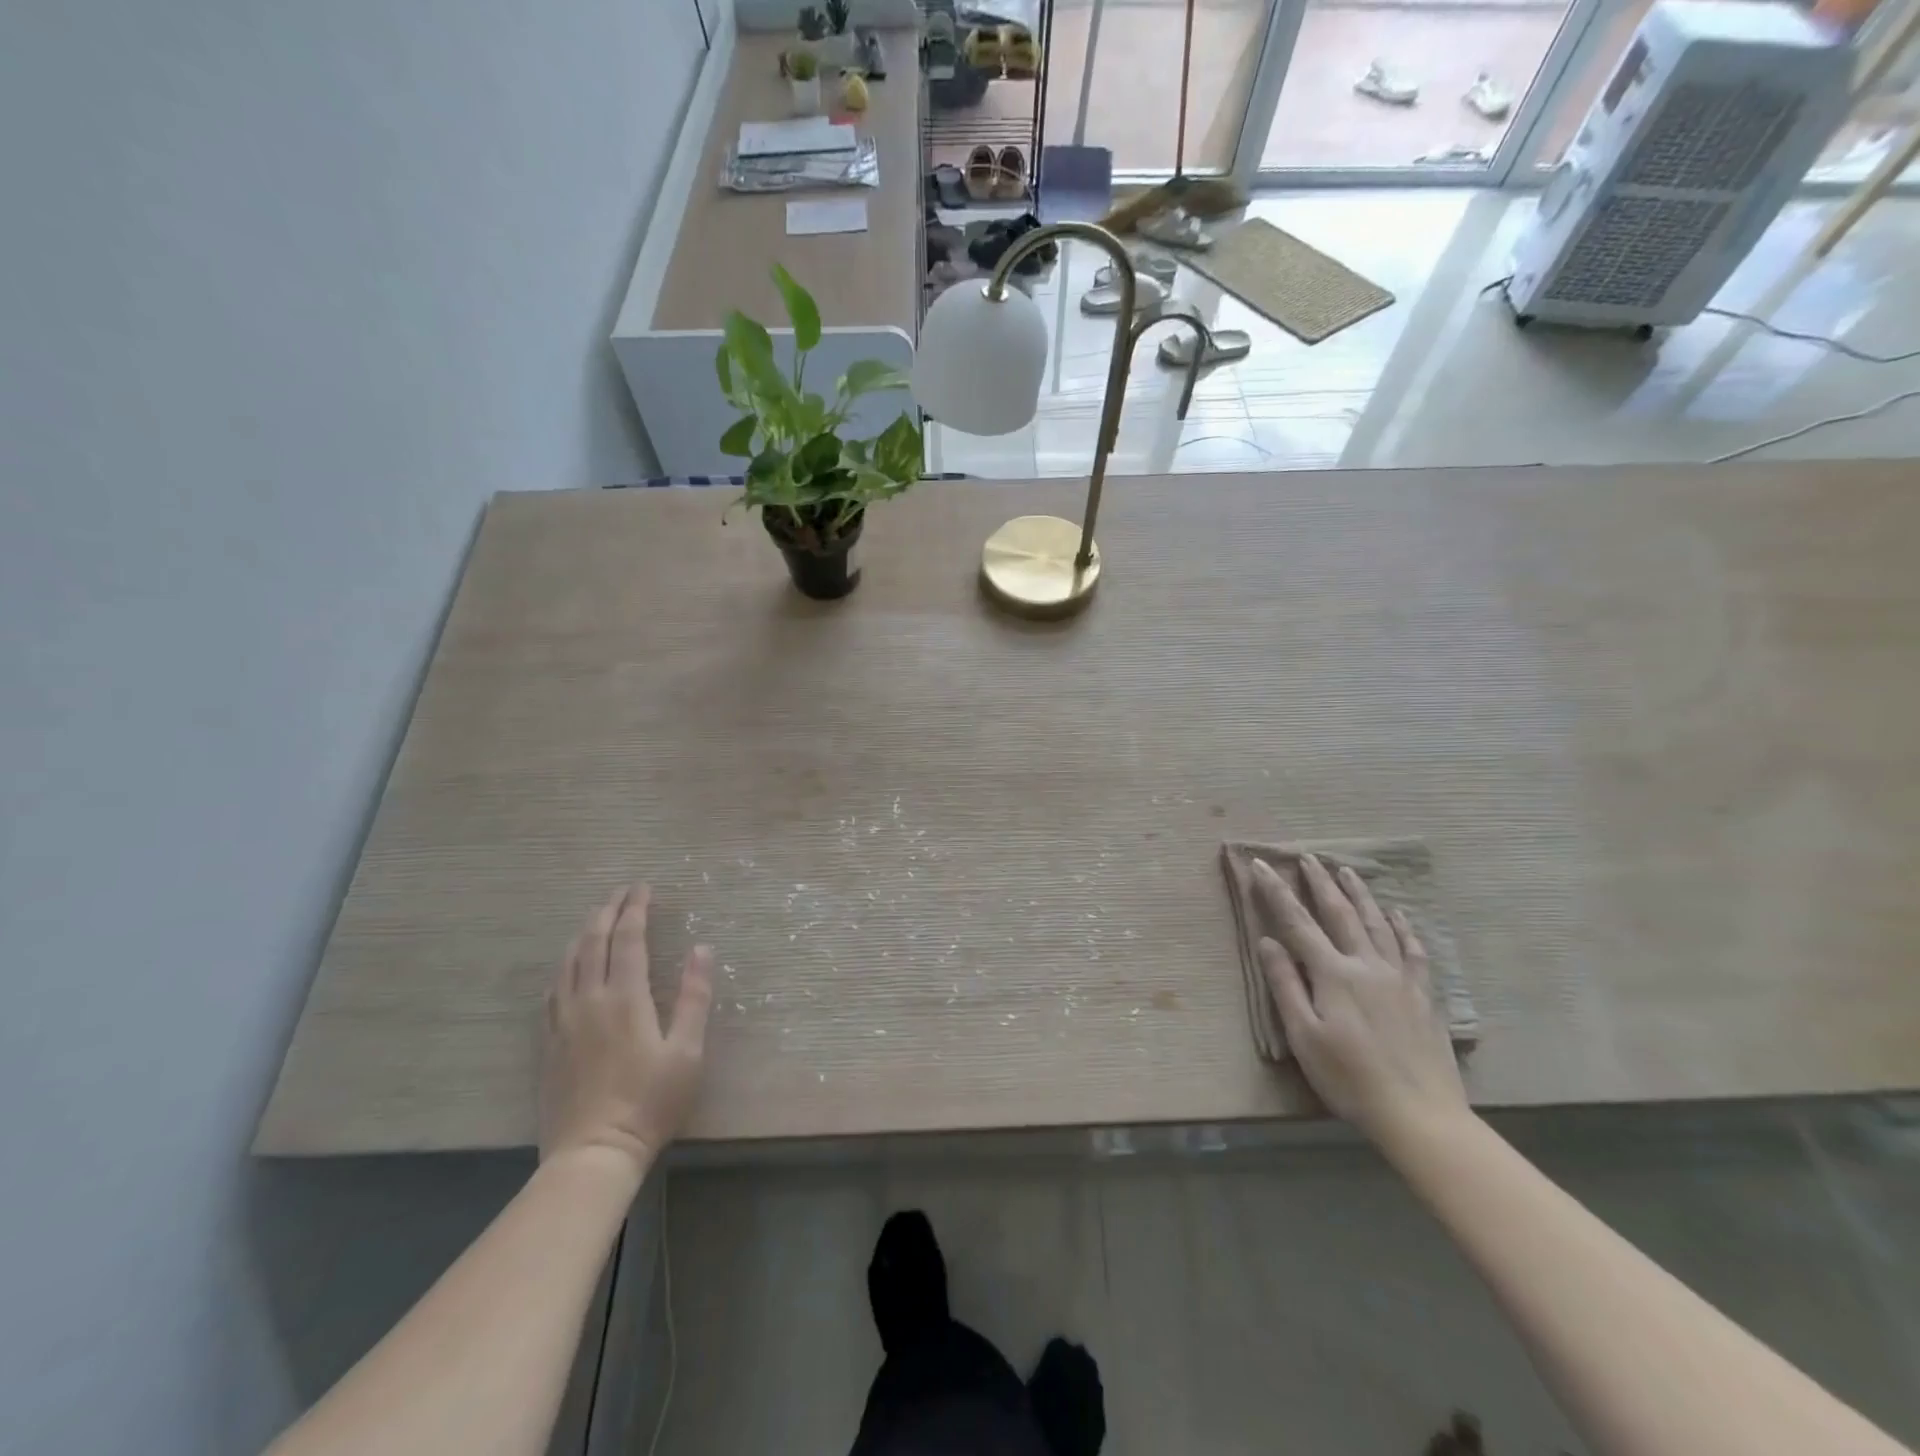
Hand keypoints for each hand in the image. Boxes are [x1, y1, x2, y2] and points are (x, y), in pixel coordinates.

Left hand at [540, 883, 712, 1178]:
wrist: (592, 1153)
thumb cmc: (650, 1102)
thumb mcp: (687, 1051)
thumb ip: (694, 997)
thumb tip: (702, 949)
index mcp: (625, 998)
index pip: (629, 938)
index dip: (636, 908)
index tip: (644, 887)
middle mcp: (589, 999)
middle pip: (593, 941)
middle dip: (608, 910)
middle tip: (622, 892)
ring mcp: (563, 1020)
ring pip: (568, 961)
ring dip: (583, 932)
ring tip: (597, 918)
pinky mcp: (548, 1041)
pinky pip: (552, 989)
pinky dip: (564, 965)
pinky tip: (569, 966)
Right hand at [1252, 854, 1467, 1145]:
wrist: (1420, 1116)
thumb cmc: (1349, 1079)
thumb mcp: (1304, 1036)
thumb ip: (1286, 985)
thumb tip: (1267, 941)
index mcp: (1333, 974)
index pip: (1297, 923)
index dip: (1276, 892)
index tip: (1261, 865)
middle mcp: (1366, 965)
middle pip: (1339, 914)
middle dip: (1319, 882)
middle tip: (1307, 856)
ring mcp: (1399, 978)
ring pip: (1377, 923)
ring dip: (1359, 894)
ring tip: (1346, 870)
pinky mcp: (1423, 995)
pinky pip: (1413, 950)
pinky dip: (1402, 927)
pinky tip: (1397, 914)